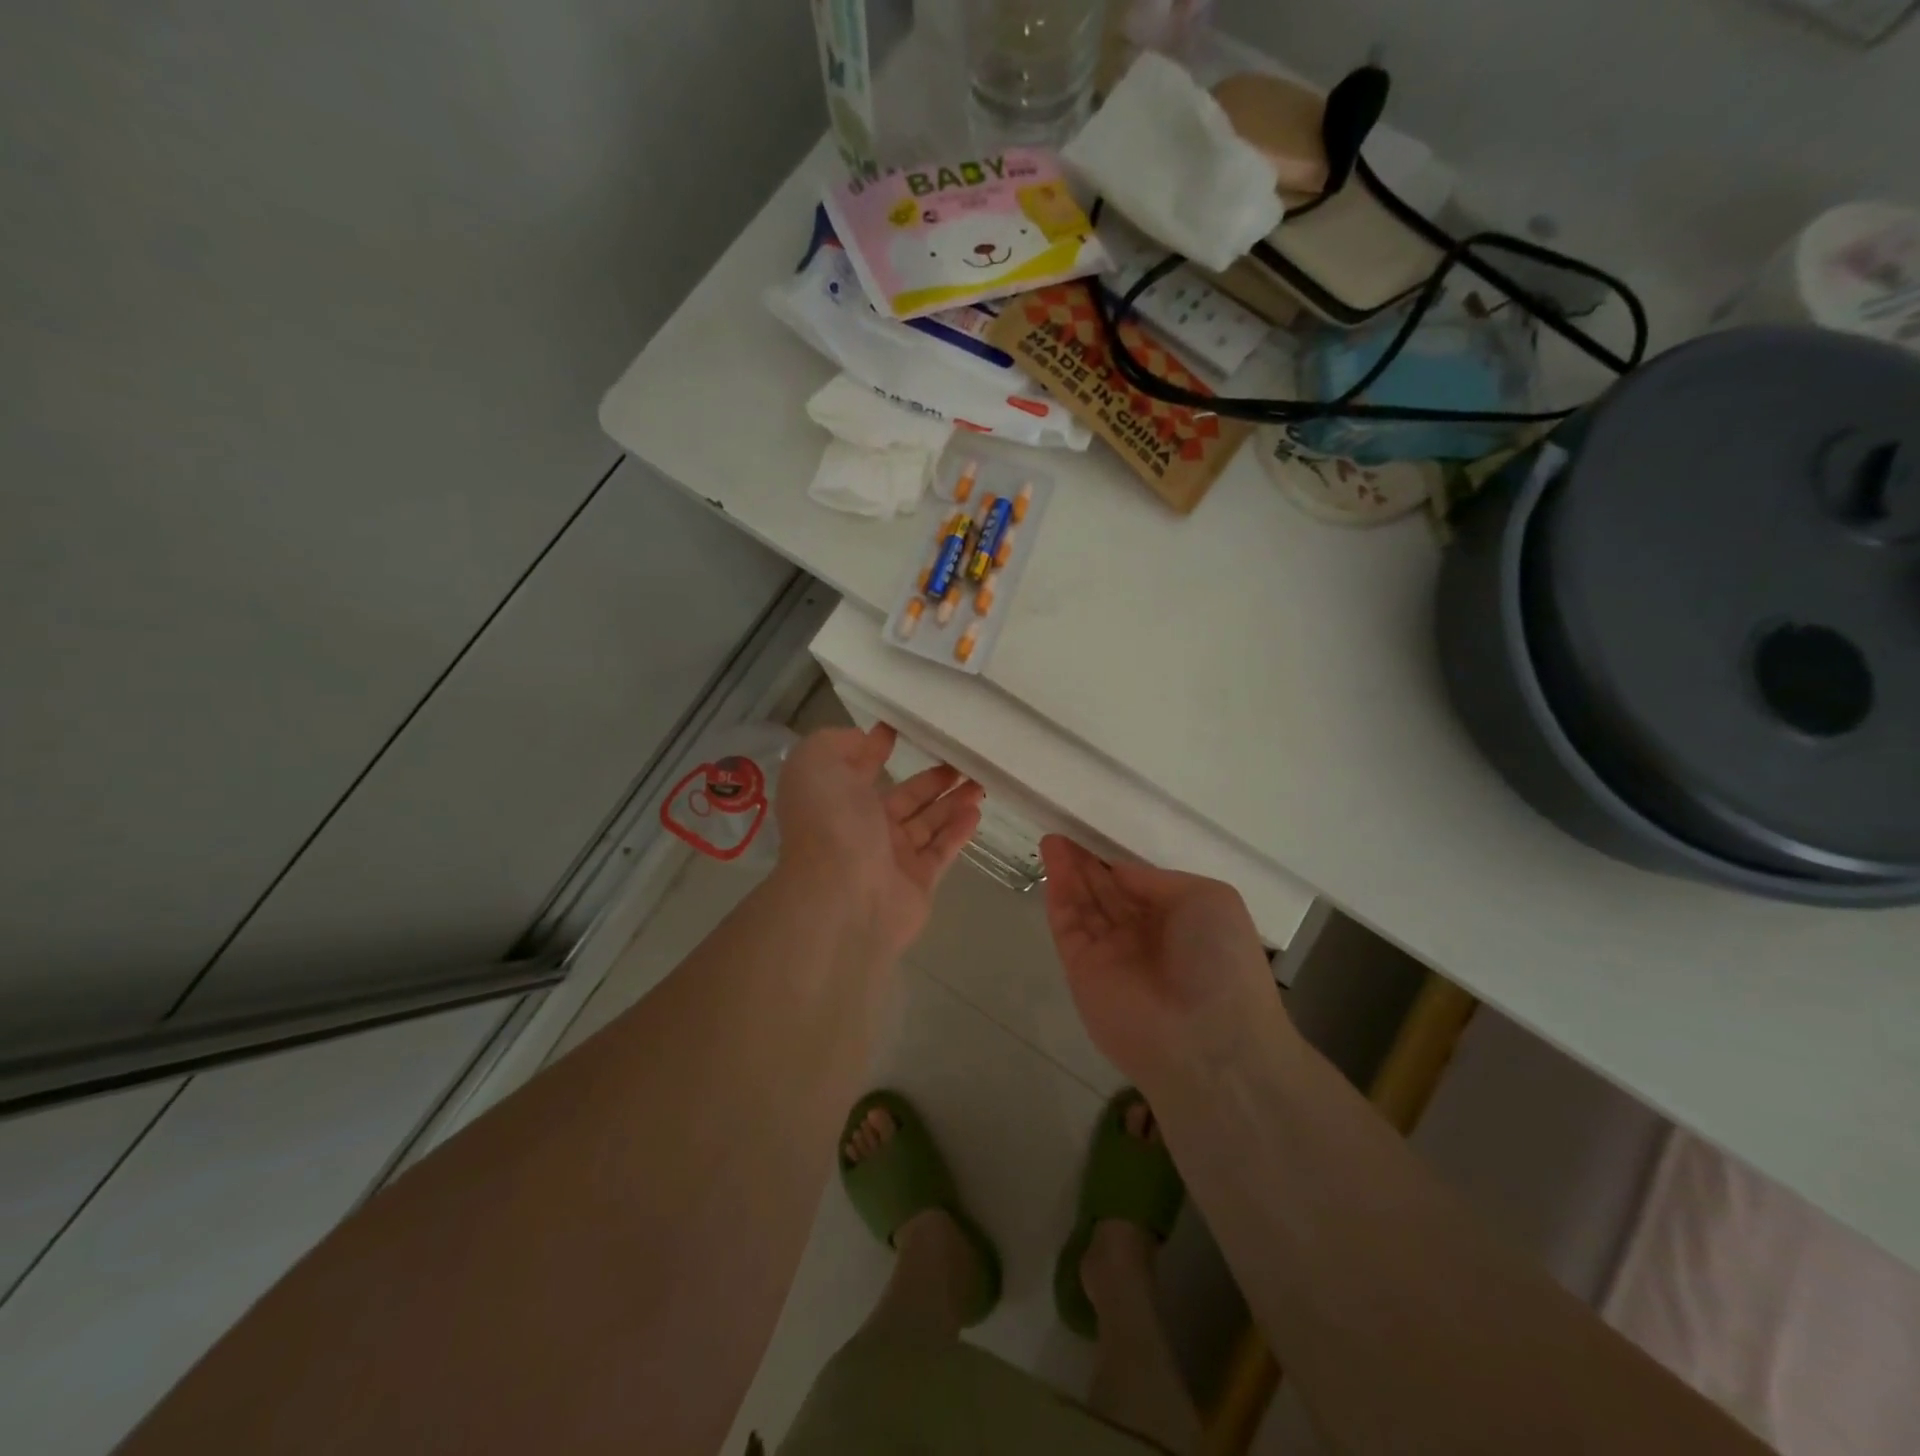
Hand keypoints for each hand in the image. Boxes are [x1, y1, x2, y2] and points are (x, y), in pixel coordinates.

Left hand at [776, 724, 983, 957]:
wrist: (844, 896)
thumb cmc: (830, 824)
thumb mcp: (815, 764)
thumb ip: (835, 743)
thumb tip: (864, 740)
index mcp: (836, 800)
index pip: (860, 769)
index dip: (877, 747)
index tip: (906, 728)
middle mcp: (862, 828)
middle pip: (903, 797)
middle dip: (930, 778)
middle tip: (962, 758)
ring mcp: (891, 858)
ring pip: (927, 823)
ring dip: (952, 801)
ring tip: (979, 780)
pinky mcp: (917, 882)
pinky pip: (941, 851)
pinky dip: (958, 832)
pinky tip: (976, 812)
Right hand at [1040, 835, 1283, 1089]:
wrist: (1206, 1041)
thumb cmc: (1221, 961)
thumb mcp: (1208, 899)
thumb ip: (1157, 881)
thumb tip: (1119, 873)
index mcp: (1180, 921)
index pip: (1139, 885)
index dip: (1117, 861)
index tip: (1096, 834)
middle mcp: (1144, 937)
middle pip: (1107, 893)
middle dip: (1087, 864)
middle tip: (1064, 834)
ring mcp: (1111, 955)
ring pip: (1084, 905)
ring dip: (1068, 872)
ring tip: (1052, 840)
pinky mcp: (1082, 971)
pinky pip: (1067, 925)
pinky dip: (1059, 896)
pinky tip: (1052, 866)